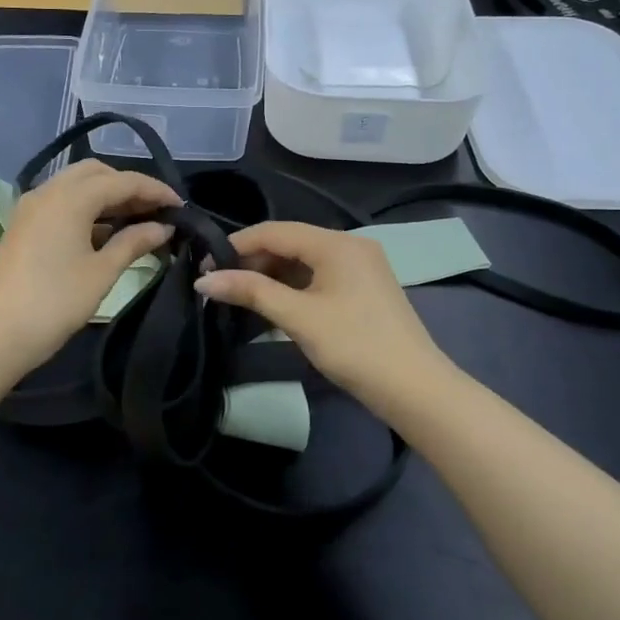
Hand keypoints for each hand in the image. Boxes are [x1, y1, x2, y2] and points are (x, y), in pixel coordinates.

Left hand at [0, 160, 179, 372]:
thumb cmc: (55, 302)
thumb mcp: (102, 272)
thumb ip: (134, 243)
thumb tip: (162, 228)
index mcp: (70, 197)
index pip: (122, 181)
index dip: (155, 190)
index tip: (181, 207)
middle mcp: (48, 191)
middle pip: (96, 173)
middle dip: (128, 186)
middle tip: (156, 211)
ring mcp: (32, 207)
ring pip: (76, 186)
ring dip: (106, 196)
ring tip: (137, 222)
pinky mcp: (23, 225)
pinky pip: (61, 203)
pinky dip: (86, 208)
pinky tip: (105, 233)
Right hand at [194, 221, 451, 406]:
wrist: (415, 389)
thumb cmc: (354, 346)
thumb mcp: (299, 317)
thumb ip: (251, 292)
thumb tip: (204, 279)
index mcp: (337, 243)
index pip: (275, 230)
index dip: (237, 245)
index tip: (205, 265)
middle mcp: (350, 245)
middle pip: (290, 242)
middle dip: (253, 260)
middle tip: (220, 284)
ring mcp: (360, 266)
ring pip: (304, 260)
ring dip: (272, 275)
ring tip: (240, 295)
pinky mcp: (363, 288)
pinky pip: (319, 275)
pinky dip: (293, 286)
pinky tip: (273, 303)